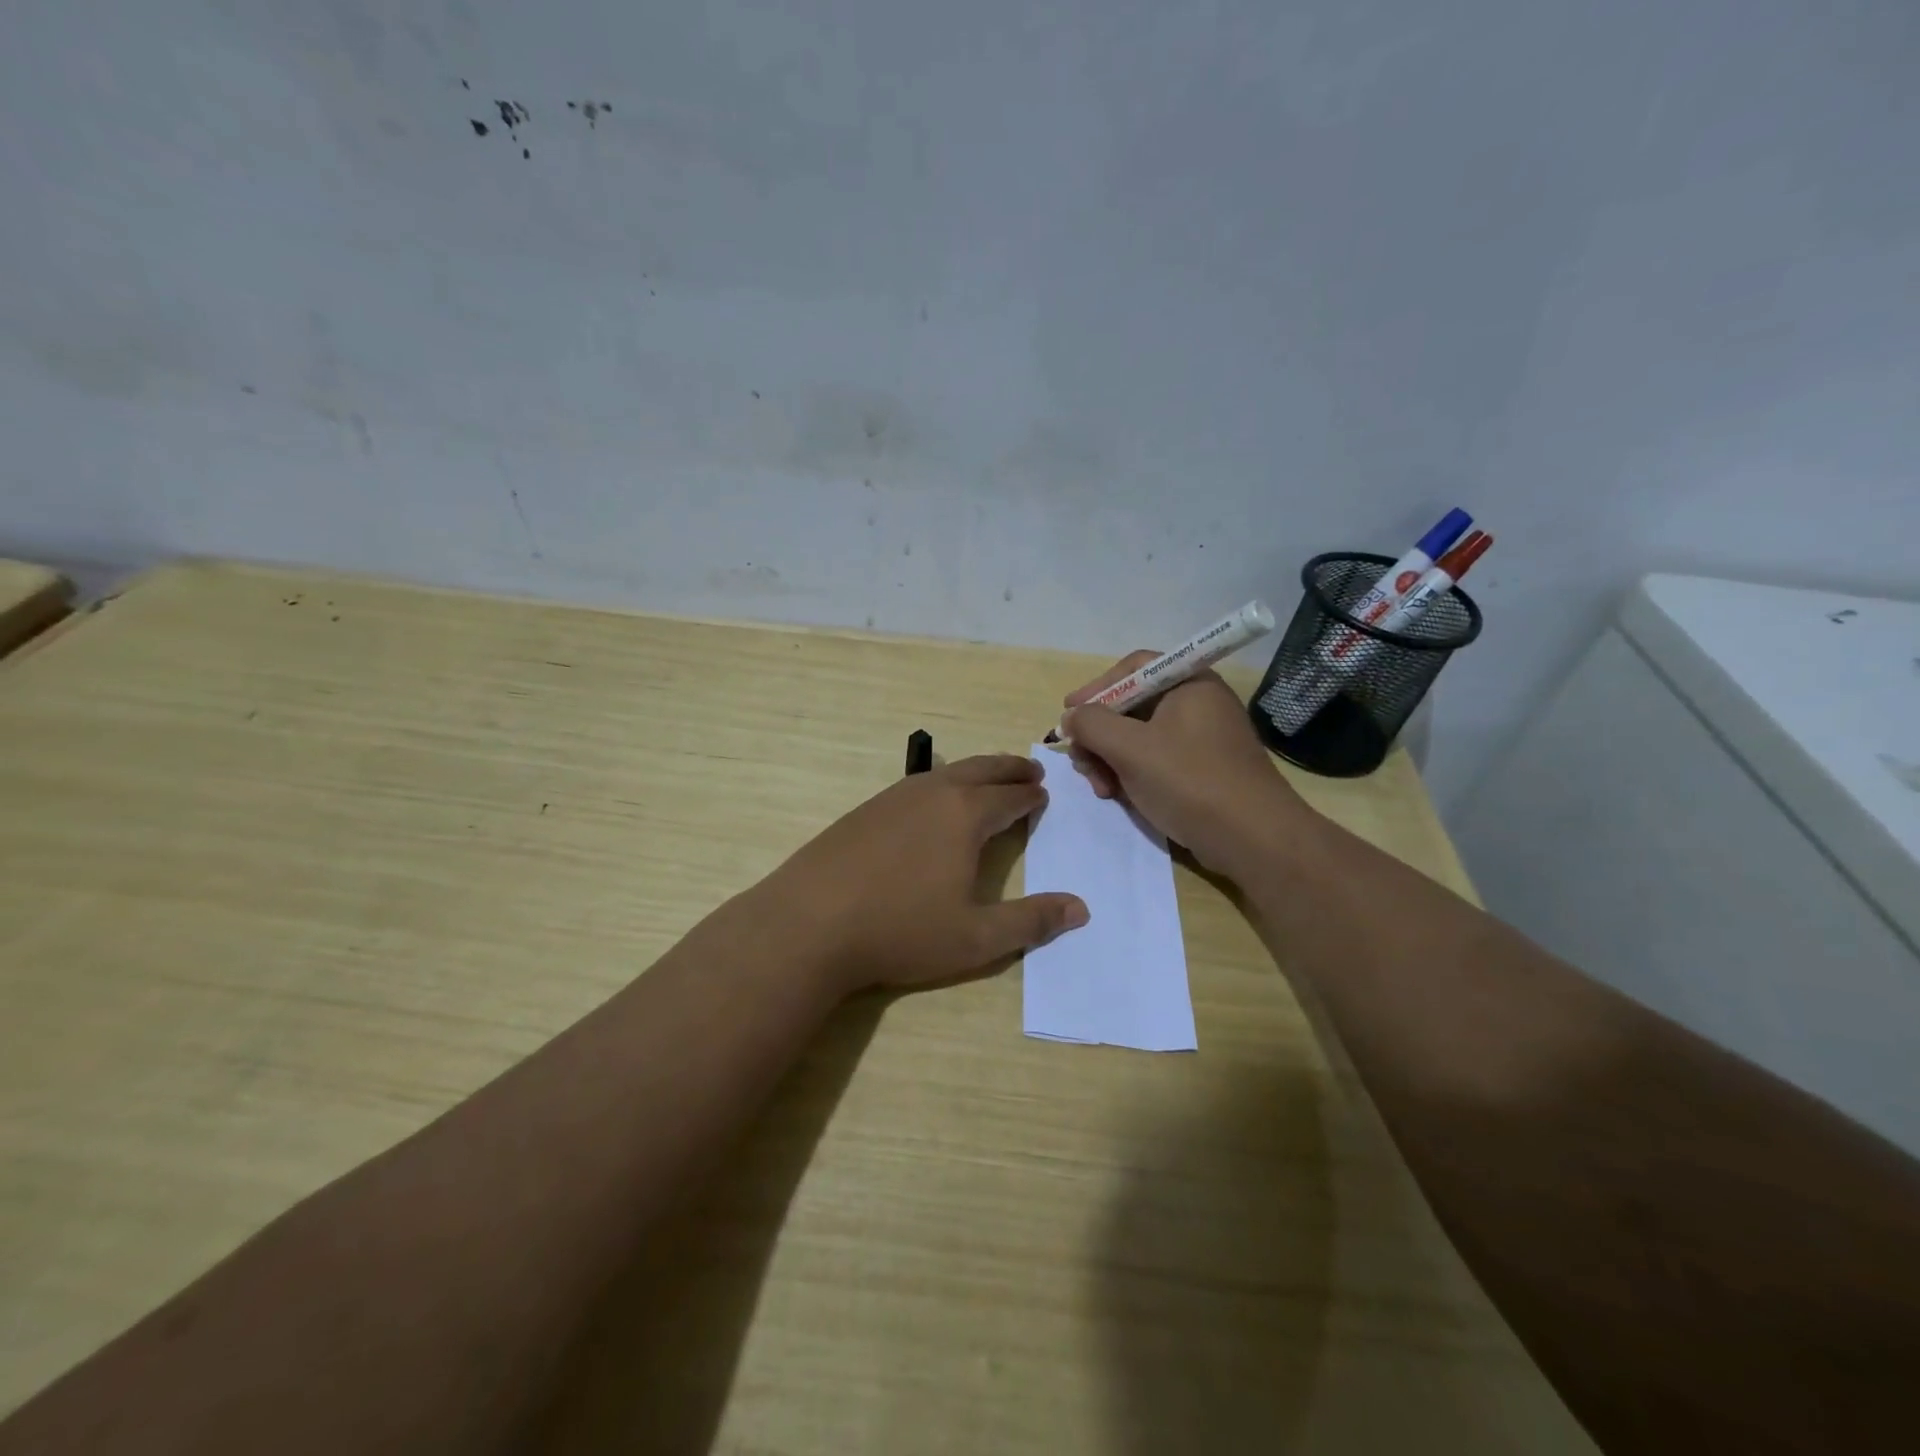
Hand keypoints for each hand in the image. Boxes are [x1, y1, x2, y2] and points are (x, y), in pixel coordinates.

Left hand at [759, 754, 1088, 993]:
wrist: (809, 923)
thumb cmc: (901, 930)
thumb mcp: (976, 938)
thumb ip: (1031, 922)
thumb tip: (1081, 908)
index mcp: (965, 815)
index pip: (1010, 796)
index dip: (1030, 795)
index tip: (1043, 793)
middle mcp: (932, 793)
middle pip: (981, 770)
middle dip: (1009, 769)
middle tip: (1029, 771)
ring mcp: (893, 798)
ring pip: (946, 773)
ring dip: (975, 773)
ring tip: (987, 781)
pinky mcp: (864, 810)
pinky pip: (916, 785)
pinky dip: (940, 784)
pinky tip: (931, 802)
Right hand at [1061, 653, 1313, 877]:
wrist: (1252, 840)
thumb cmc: (1190, 782)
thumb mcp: (1130, 749)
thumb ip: (1092, 724)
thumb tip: (1071, 716)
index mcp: (1189, 684)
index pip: (1133, 668)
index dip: (1096, 688)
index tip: (1069, 713)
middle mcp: (1197, 704)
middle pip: (1131, 705)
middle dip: (1099, 734)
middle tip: (1081, 761)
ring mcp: (1201, 739)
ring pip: (1139, 737)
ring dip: (1110, 759)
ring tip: (1101, 788)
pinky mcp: (1201, 770)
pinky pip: (1155, 760)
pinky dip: (1131, 773)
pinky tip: (1119, 796)